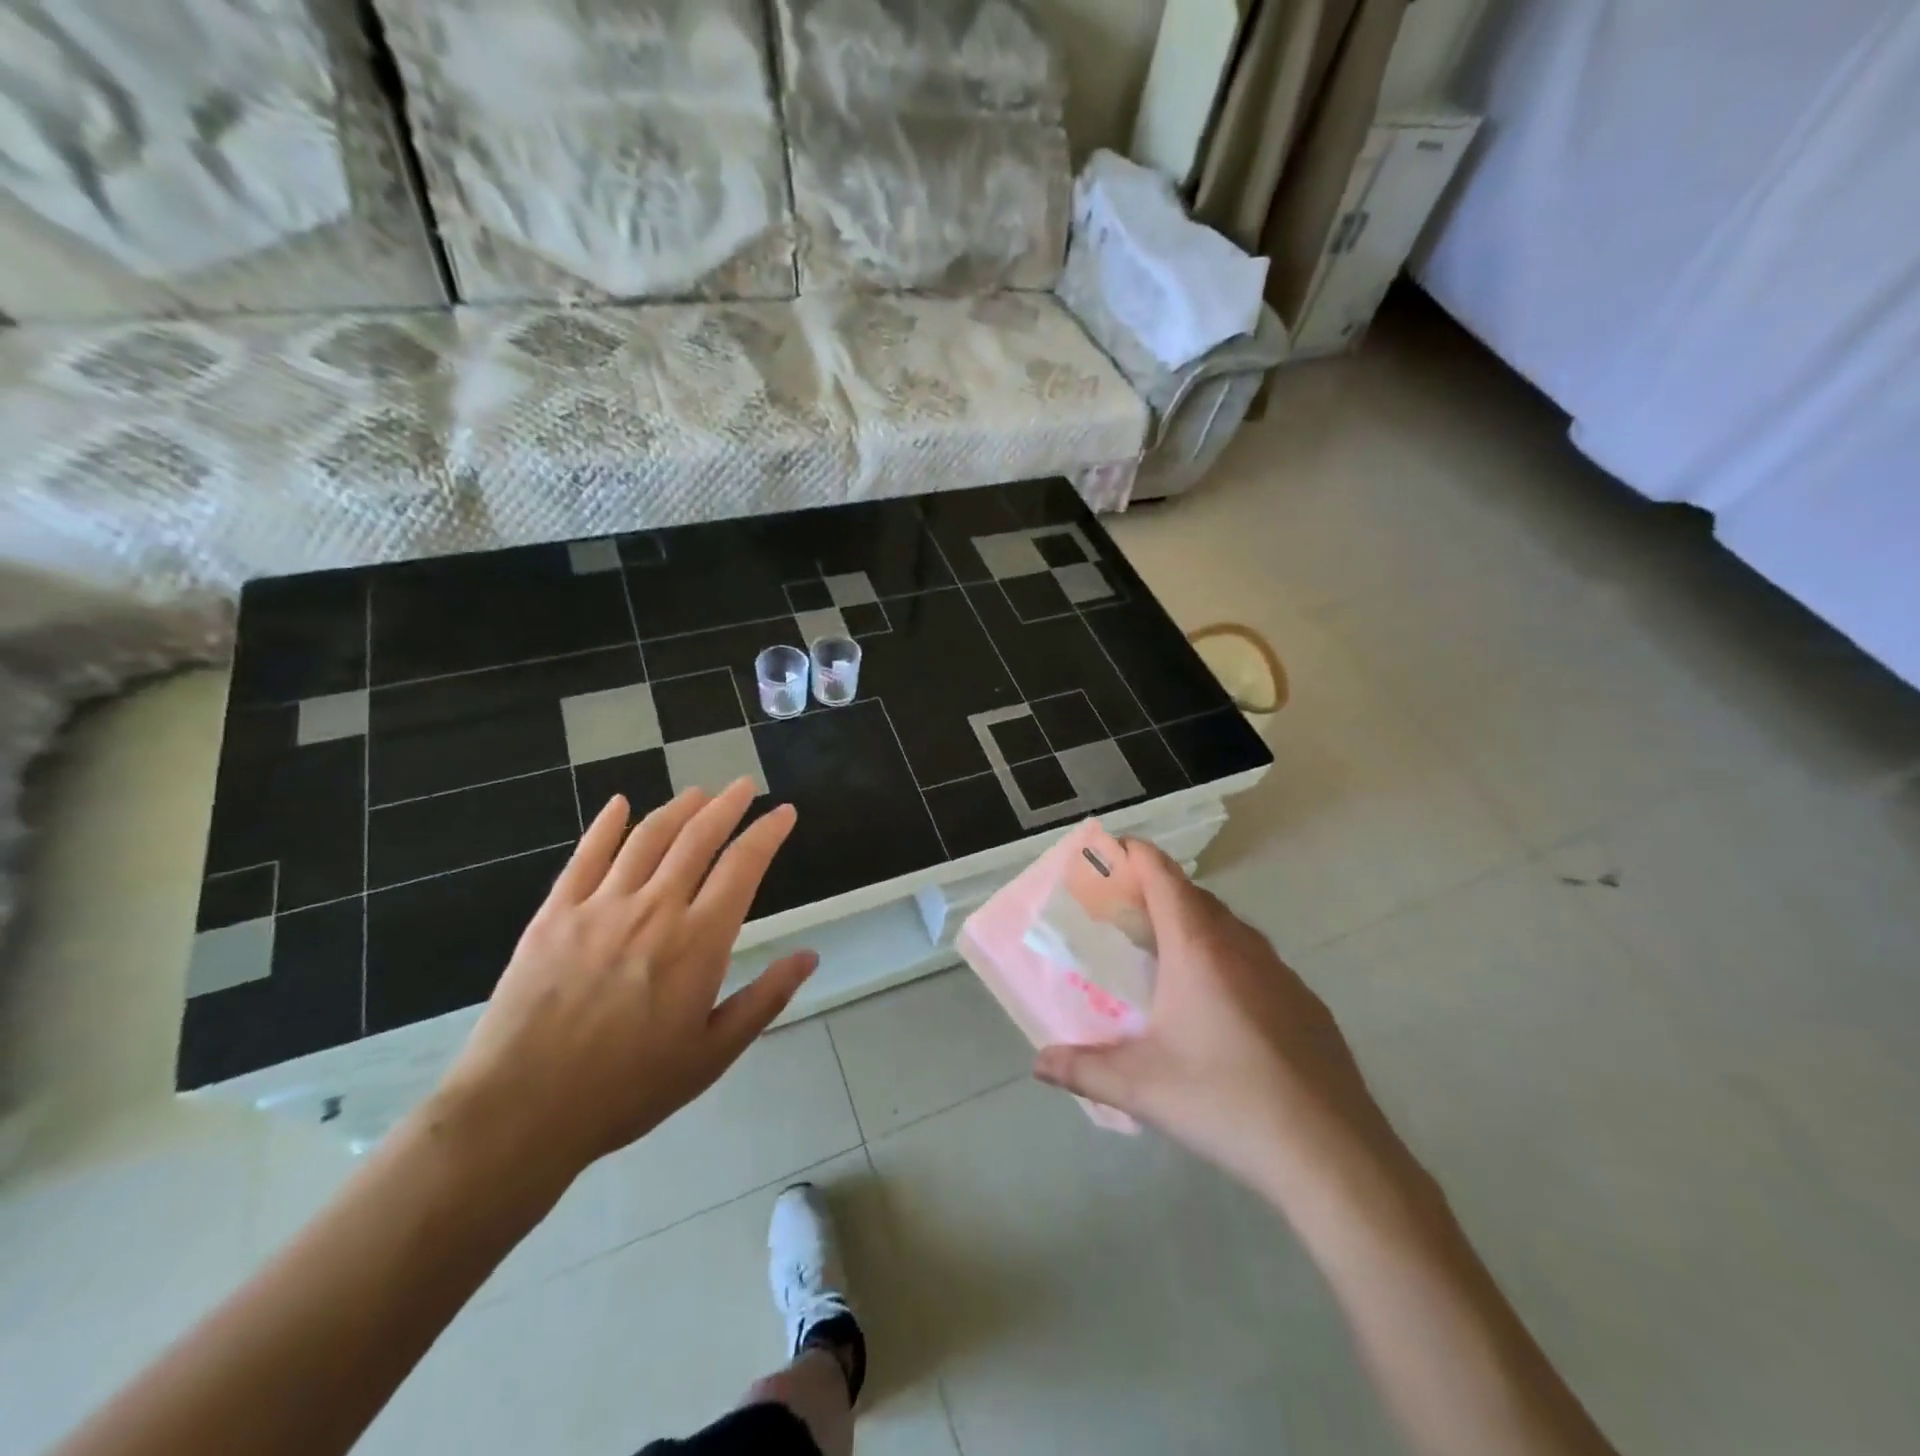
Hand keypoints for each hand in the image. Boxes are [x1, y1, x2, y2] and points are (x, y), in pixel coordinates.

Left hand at [431, 780, 816, 1190]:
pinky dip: (606, 825)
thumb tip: (809, 956)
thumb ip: (765, 999)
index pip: (743, 866)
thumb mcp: (712, 1054)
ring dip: (678, 808)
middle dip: (726, 805)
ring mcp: (600, 906)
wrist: (522, 1112)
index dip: (767, 832)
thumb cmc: (628, 1088)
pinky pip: (585, 856)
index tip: (783, 812)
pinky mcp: (555, 914)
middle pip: (697, 838)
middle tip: (743, 785)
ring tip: (698, 792)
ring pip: (647, 838)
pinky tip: (619, 805)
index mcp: (698, 942)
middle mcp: (654, 909)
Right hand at [1034, 840, 1413, 1212]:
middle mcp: (1241, 946)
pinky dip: (1226, 958)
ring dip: (1193, 925)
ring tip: (1165, 957)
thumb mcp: (1142, 1088)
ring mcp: (1281, 972)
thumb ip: (1083, 1069)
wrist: (1333, 1155)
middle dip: (1156, 892)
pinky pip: (1255, 959)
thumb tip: (1039, 1063)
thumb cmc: (1226, 1103)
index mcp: (1198, 948)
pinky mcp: (1306, 1002)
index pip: (1162, 875)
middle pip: (1193, 895)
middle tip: (1122, 916)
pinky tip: (1218, 1008)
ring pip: (1228, 927)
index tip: (1109, 852)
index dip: (1134, 853)